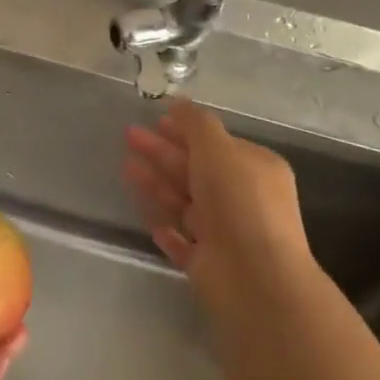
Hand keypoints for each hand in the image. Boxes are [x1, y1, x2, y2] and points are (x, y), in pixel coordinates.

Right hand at [124, 100, 314, 335]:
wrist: (253, 277)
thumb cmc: (238, 201)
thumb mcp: (217, 148)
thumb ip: (196, 123)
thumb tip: (179, 102)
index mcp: (254, 169)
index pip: (216, 144)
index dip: (185, 130)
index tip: (155, 120)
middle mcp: (243, 199)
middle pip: (195, 170)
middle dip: (162, 152)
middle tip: (129, 135)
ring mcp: (226, 234)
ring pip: (184, 203)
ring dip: (157, 184)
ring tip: (125, 167)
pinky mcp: (209, 264)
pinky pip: (182, 241)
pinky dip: (166, 230)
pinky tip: (149, 222)